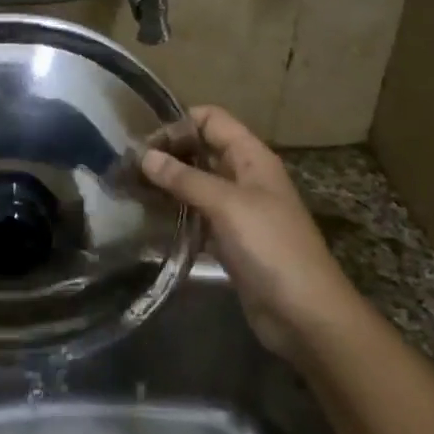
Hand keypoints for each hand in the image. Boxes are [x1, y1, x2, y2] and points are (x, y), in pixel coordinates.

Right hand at [140, 106, 357, 366]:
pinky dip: (175, 213)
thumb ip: (185, 179)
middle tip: (128, 168)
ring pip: (196, 183)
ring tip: (130, 190)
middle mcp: (245, 176)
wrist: (305, 313)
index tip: (144, 143)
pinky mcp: (229, 239)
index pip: (212, 119)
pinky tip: (149, 219)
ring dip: (167, 184)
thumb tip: (145, 156)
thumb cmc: (271, 247)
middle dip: (167, 154)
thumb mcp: (227, 205)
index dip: (179, 123)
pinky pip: (197, 215)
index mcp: (252, 157)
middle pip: (201, 149)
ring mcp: (237, 209)